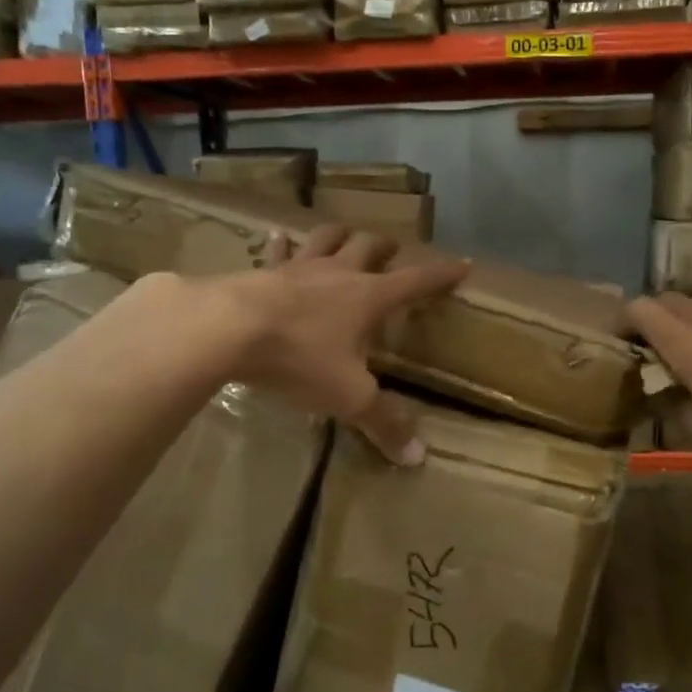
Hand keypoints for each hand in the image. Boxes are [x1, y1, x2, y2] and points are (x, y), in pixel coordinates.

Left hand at [221, 224, 468, 464]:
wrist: (228, 329)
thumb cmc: (300, 358)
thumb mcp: (348, 396)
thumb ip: (383, 422)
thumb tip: (418, 457)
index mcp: (369, 297)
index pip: (417, 281)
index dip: (441, 274)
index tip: (463, 262)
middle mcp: (339, 273)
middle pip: (369, 247)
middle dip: (386, 247)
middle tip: (393, 249)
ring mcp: (299, 267)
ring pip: (327, 239)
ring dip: (340, 235)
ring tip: (345, 235)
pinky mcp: (263, 271)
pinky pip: (278, 251)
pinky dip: (282, 244)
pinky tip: (277, 236)